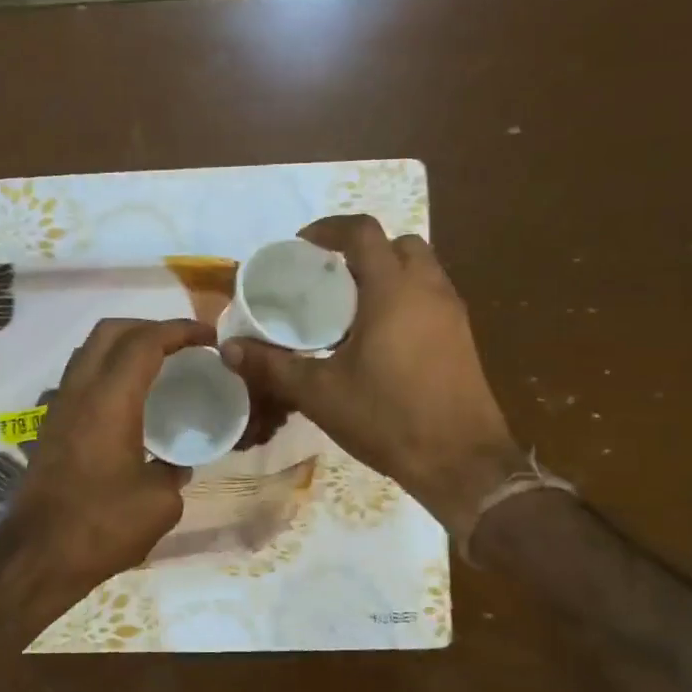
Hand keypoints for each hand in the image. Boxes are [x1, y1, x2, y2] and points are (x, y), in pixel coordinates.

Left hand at [5, 317, 211, 592]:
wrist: (38, 555)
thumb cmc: (102, 525)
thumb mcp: (159, 502)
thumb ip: (174, 472)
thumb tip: (175, 464)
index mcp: (110, 399)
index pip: (145, 342)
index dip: (180, 331)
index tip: (209, 338)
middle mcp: (80, 390)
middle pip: (110, 331)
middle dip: (149, 327)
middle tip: (182, 346)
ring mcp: (59, 406)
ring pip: (90, 351)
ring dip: (124, 346)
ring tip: (158, 366)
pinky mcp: (51, 427)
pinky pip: (81, 377)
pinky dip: (109, 371)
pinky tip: (131, 402)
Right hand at [221, 215, 521, 536]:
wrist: (461, 462)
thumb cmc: (387, 417)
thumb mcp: (319, 393)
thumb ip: (271, 366)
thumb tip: (228, 348)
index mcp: (393, 290)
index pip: (363, 232)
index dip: (329, 229)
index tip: (302, 246)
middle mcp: (428, 289)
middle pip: (398, 244)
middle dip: (362, 250)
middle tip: (328, 279)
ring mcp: (452, 313)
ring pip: (420, 270)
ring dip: (386, 274)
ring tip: (350, 309)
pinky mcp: (463, 338)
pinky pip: (430, 297)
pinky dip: (404, 299)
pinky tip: (379, 339)